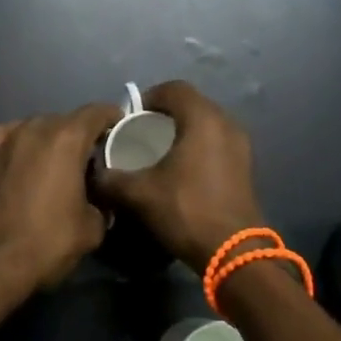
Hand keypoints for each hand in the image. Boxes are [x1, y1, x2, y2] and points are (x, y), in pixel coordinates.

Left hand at [0, 102, 122, 303]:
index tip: (119, 130)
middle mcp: (35, 128)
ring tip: (56, 164)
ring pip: (37, 128)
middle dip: (80, 135)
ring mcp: (5, 139)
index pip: (97, 112)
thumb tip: (98, 197)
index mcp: (66, 138)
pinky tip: (24, 163)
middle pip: (66, 121)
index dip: (112, 118)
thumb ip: (102, 201)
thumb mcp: (92, 228)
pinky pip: (11, 138)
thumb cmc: (47, 242)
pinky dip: (22, 146)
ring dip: (50, 140)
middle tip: (90, 159)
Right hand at [93, 81, 263, 269]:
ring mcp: (241, 145)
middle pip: (192, 104)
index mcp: (202, 119)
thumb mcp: (139, 194)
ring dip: (184, 130)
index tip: (131, 116)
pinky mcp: (246, 166)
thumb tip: (94, 174)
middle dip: (166, 113)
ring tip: (160, 151)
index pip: (174, 88)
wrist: (233, 252)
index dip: (149, 96)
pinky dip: (199, 146)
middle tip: (142, 132)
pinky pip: (217, 142)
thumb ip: (110, 179)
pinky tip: (182, 170)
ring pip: (207, 124)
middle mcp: (226, 123)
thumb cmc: (186, 210)